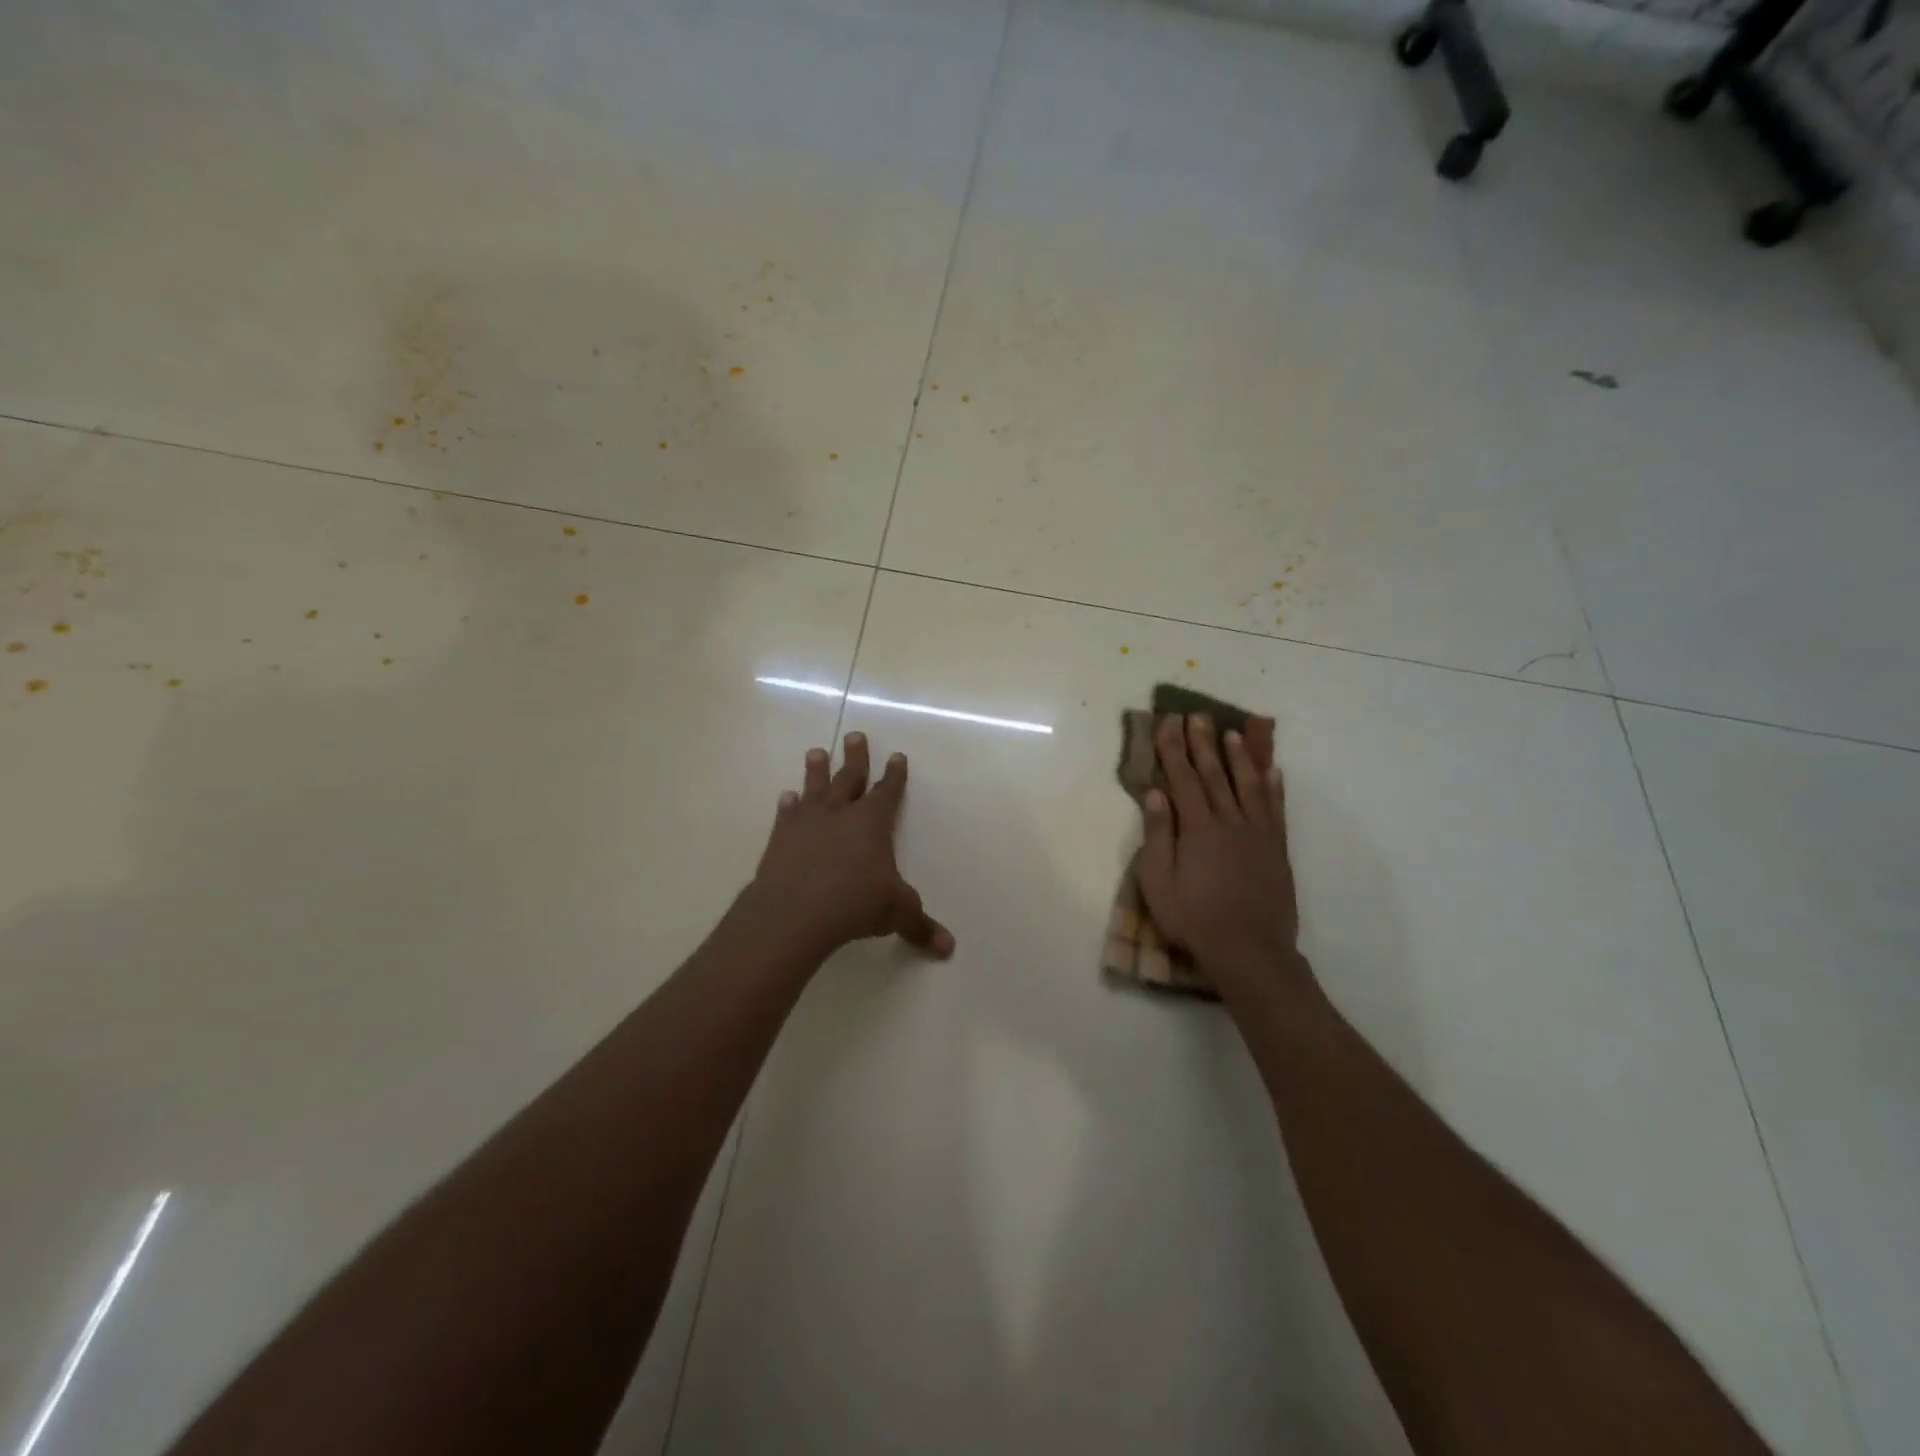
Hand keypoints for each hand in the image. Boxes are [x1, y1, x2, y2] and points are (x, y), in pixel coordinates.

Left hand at [748, 731, 953, 961]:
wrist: (796, 910)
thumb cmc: (855, 903)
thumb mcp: (896, 913)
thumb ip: (920, 926)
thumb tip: (948, 948)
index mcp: (873, 822)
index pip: (888, 791)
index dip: (894, 775)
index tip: (897, 756)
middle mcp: (841, 813)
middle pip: (849, 777)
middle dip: (856, 757)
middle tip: (855, 735)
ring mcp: (808, 822)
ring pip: (815, 787)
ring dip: (816, 770)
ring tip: (815, 752)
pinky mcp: (781, 838)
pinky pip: (787, 815)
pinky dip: (788, 806)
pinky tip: (786, 798)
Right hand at [1136, 714, 1303, 991]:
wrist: (1250, 951)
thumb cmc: (1194, 919)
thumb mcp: (1159, 882)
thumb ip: (1157, 835)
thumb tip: (1155, 793)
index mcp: (1197, 829)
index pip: (1182, 779)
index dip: (1173, 749)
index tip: (1168, 723)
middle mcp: (1229, 822)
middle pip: (1214, 775)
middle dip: (1203, 743)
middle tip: (1197, 716)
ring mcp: (1258, 834)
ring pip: (1248, 785)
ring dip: (1239, 757)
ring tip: (1232, 733)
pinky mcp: (1277, 849)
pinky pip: (1277, 810)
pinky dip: (1274, 788)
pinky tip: (1273, 771)